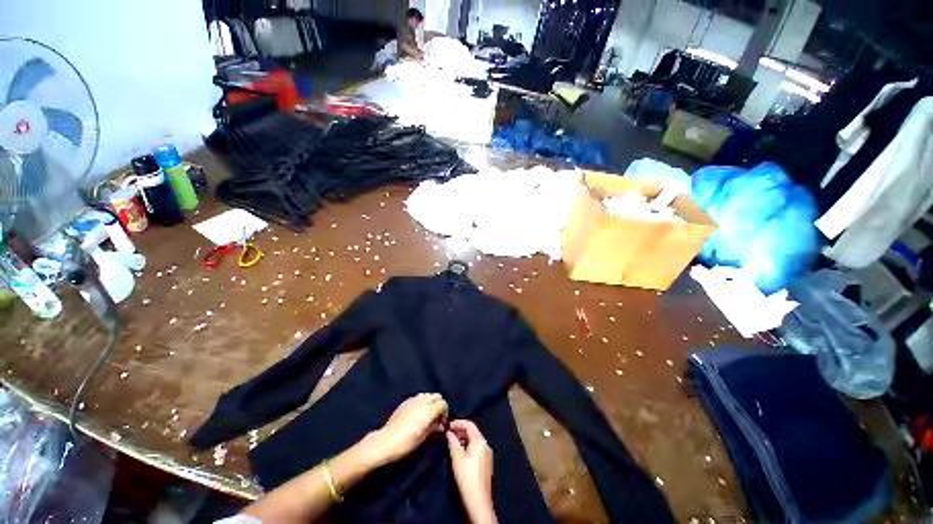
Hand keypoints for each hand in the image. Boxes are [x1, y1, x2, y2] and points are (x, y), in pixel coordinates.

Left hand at [364, 393, 447, 466]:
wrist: (386, 441)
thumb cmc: (406, 442)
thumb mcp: (423, 437)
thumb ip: (434, 427)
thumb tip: (440, 425)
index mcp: (429, 410)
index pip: (443, 403)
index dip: (445, 412)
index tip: (442, 423)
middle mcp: (423, 401)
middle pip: (437, 396)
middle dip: (439, 405)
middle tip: (436, 418)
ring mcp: (413, 400)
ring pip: (428, 395)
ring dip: (431, 402)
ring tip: (427, 415)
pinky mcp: (405, 402)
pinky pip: (419, 397)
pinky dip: (422, 402)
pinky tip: (418, 413)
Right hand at [446, 420, 496, 523]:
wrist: (478, 500)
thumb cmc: (467, 476)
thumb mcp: (457, 458)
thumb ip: (452, 442)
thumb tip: (449, 432)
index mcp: (480, 441)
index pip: (469, 425)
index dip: (458, 423)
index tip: (448, 425)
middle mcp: (485, 445)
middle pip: (473, 432)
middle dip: (460, 431)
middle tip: (448, 433)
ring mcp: (487, 454)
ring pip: (474, 440)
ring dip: (463, 439)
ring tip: (452, 442)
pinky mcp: (486, 462)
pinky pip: (476, 448)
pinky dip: (468, 446)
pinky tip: (460, 452)